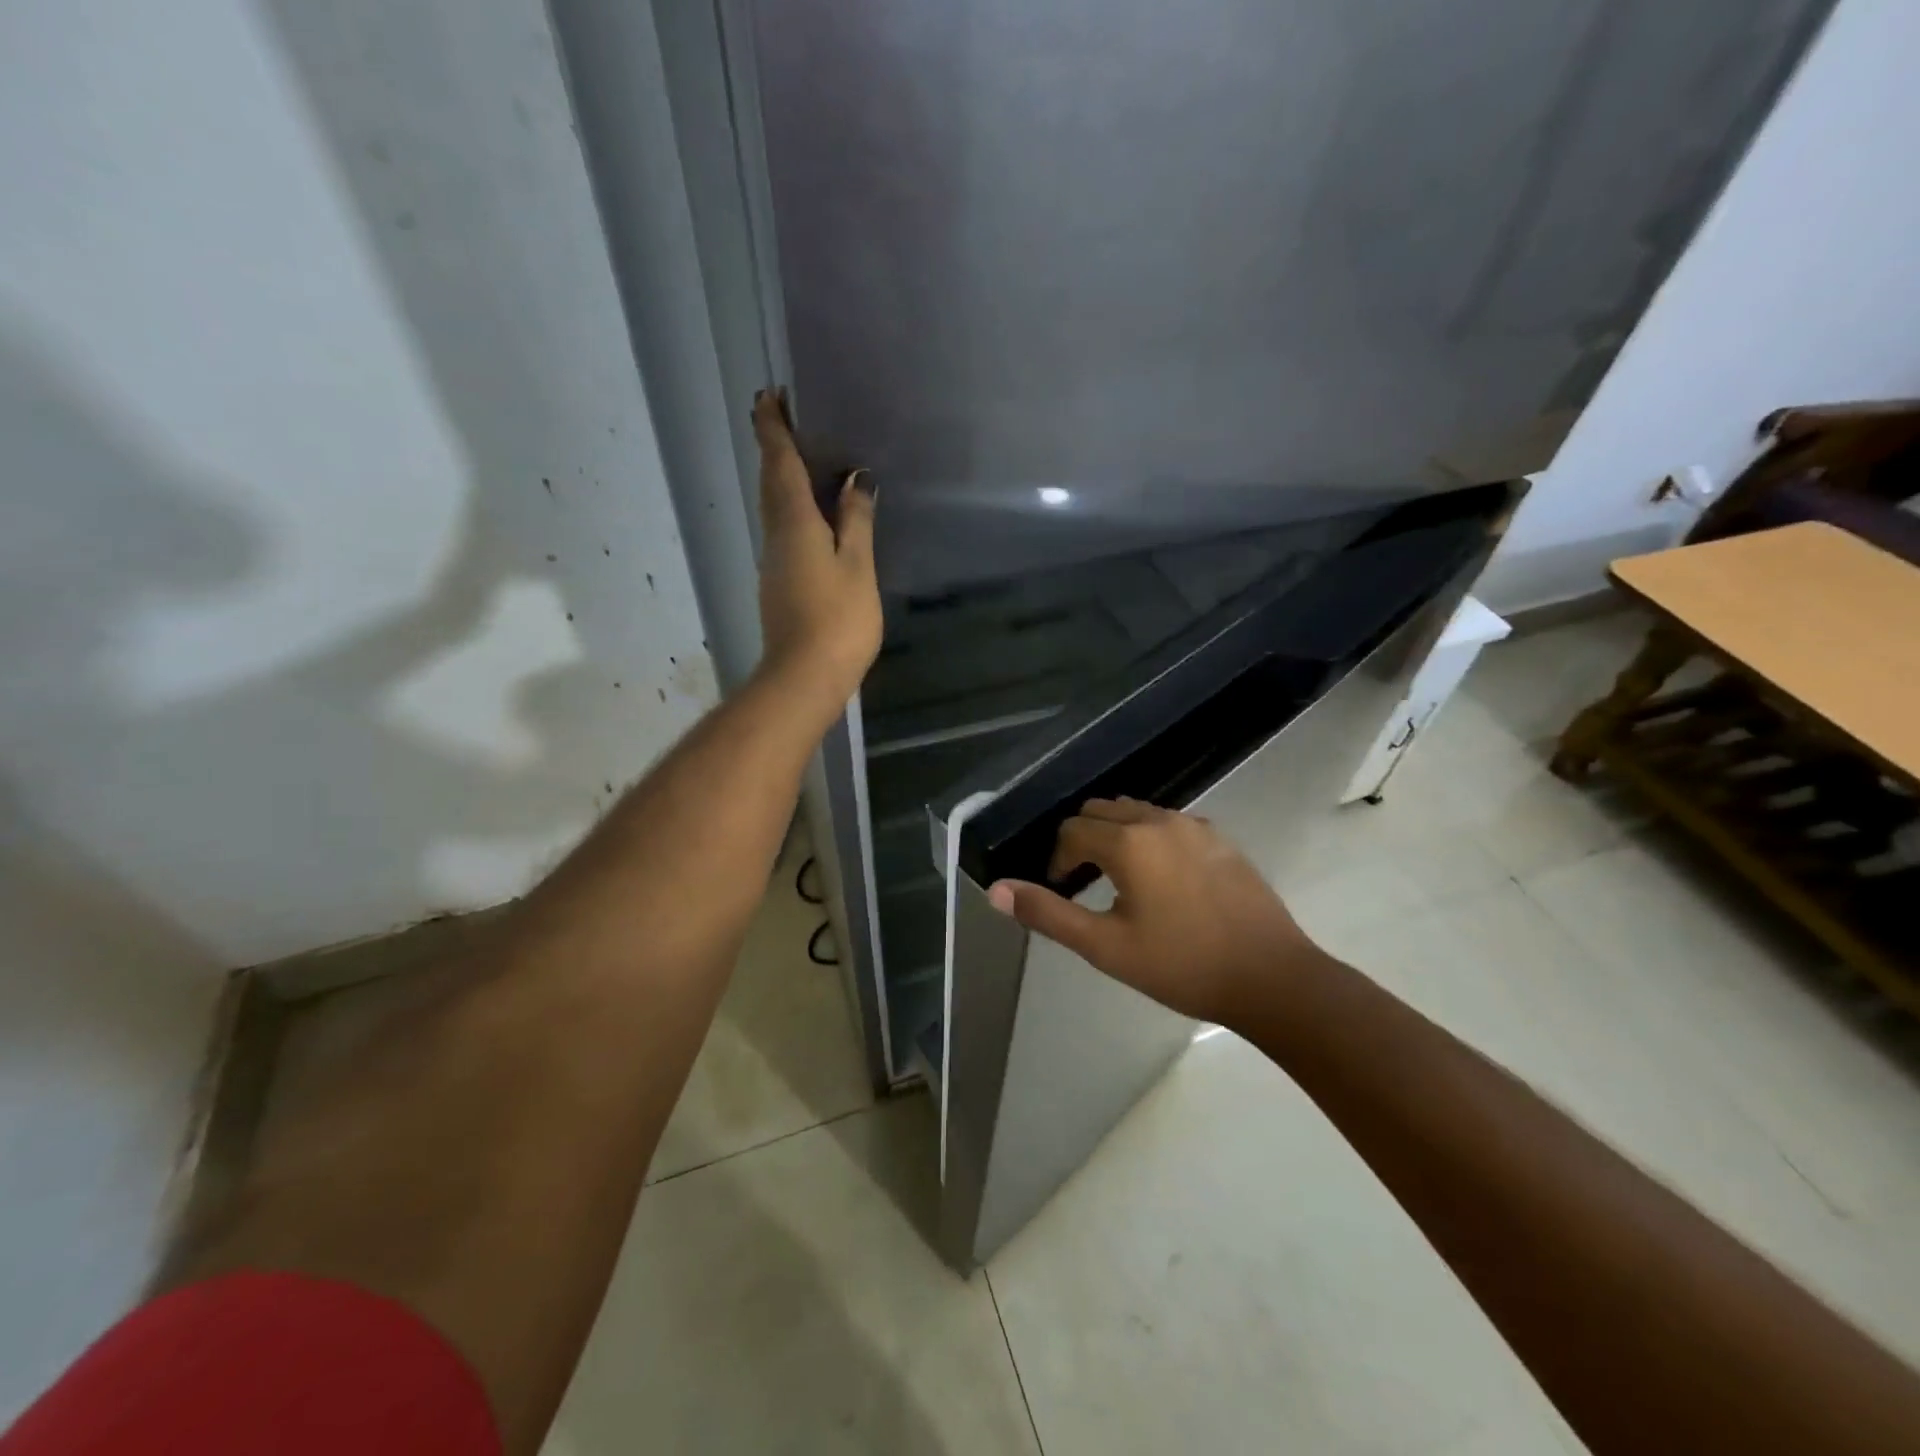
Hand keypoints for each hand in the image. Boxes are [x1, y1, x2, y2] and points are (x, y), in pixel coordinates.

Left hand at [751, 389, 881, 713]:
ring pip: (775, 508)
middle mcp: (776, 536)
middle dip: (774, 447)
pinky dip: (793, 510)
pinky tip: (814, 515)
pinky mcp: (779, 584)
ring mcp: (774, 562)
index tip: (767, 396)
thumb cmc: (837, 619)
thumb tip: (857, 479)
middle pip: (771, 483)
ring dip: (782, 478)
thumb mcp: (857, 566)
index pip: (779, 464)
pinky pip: (784, 531)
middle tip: (784, 417)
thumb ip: (856, 521)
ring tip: (804, 459)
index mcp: (794, 524)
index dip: (773, 429)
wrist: (804, 677)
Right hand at [987, 798, 1323, 1027]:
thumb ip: (1048, 914)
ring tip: (1120, 880)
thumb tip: (996, 889)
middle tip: (1083, 882)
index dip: (1057, 860)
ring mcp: (1196, 827)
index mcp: (1129, 843)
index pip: (1072, 831)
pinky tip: (1163, 880)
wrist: (1272, 978)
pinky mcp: (1221, 840)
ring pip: (1138, 813)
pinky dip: (1150, 838)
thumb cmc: (1182, 965)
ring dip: (1117, 835)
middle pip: (1102, 810)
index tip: (1062, 891)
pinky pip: (1170, 823)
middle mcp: (1159, 821)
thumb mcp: (1105, 947)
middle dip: (1083, 839)